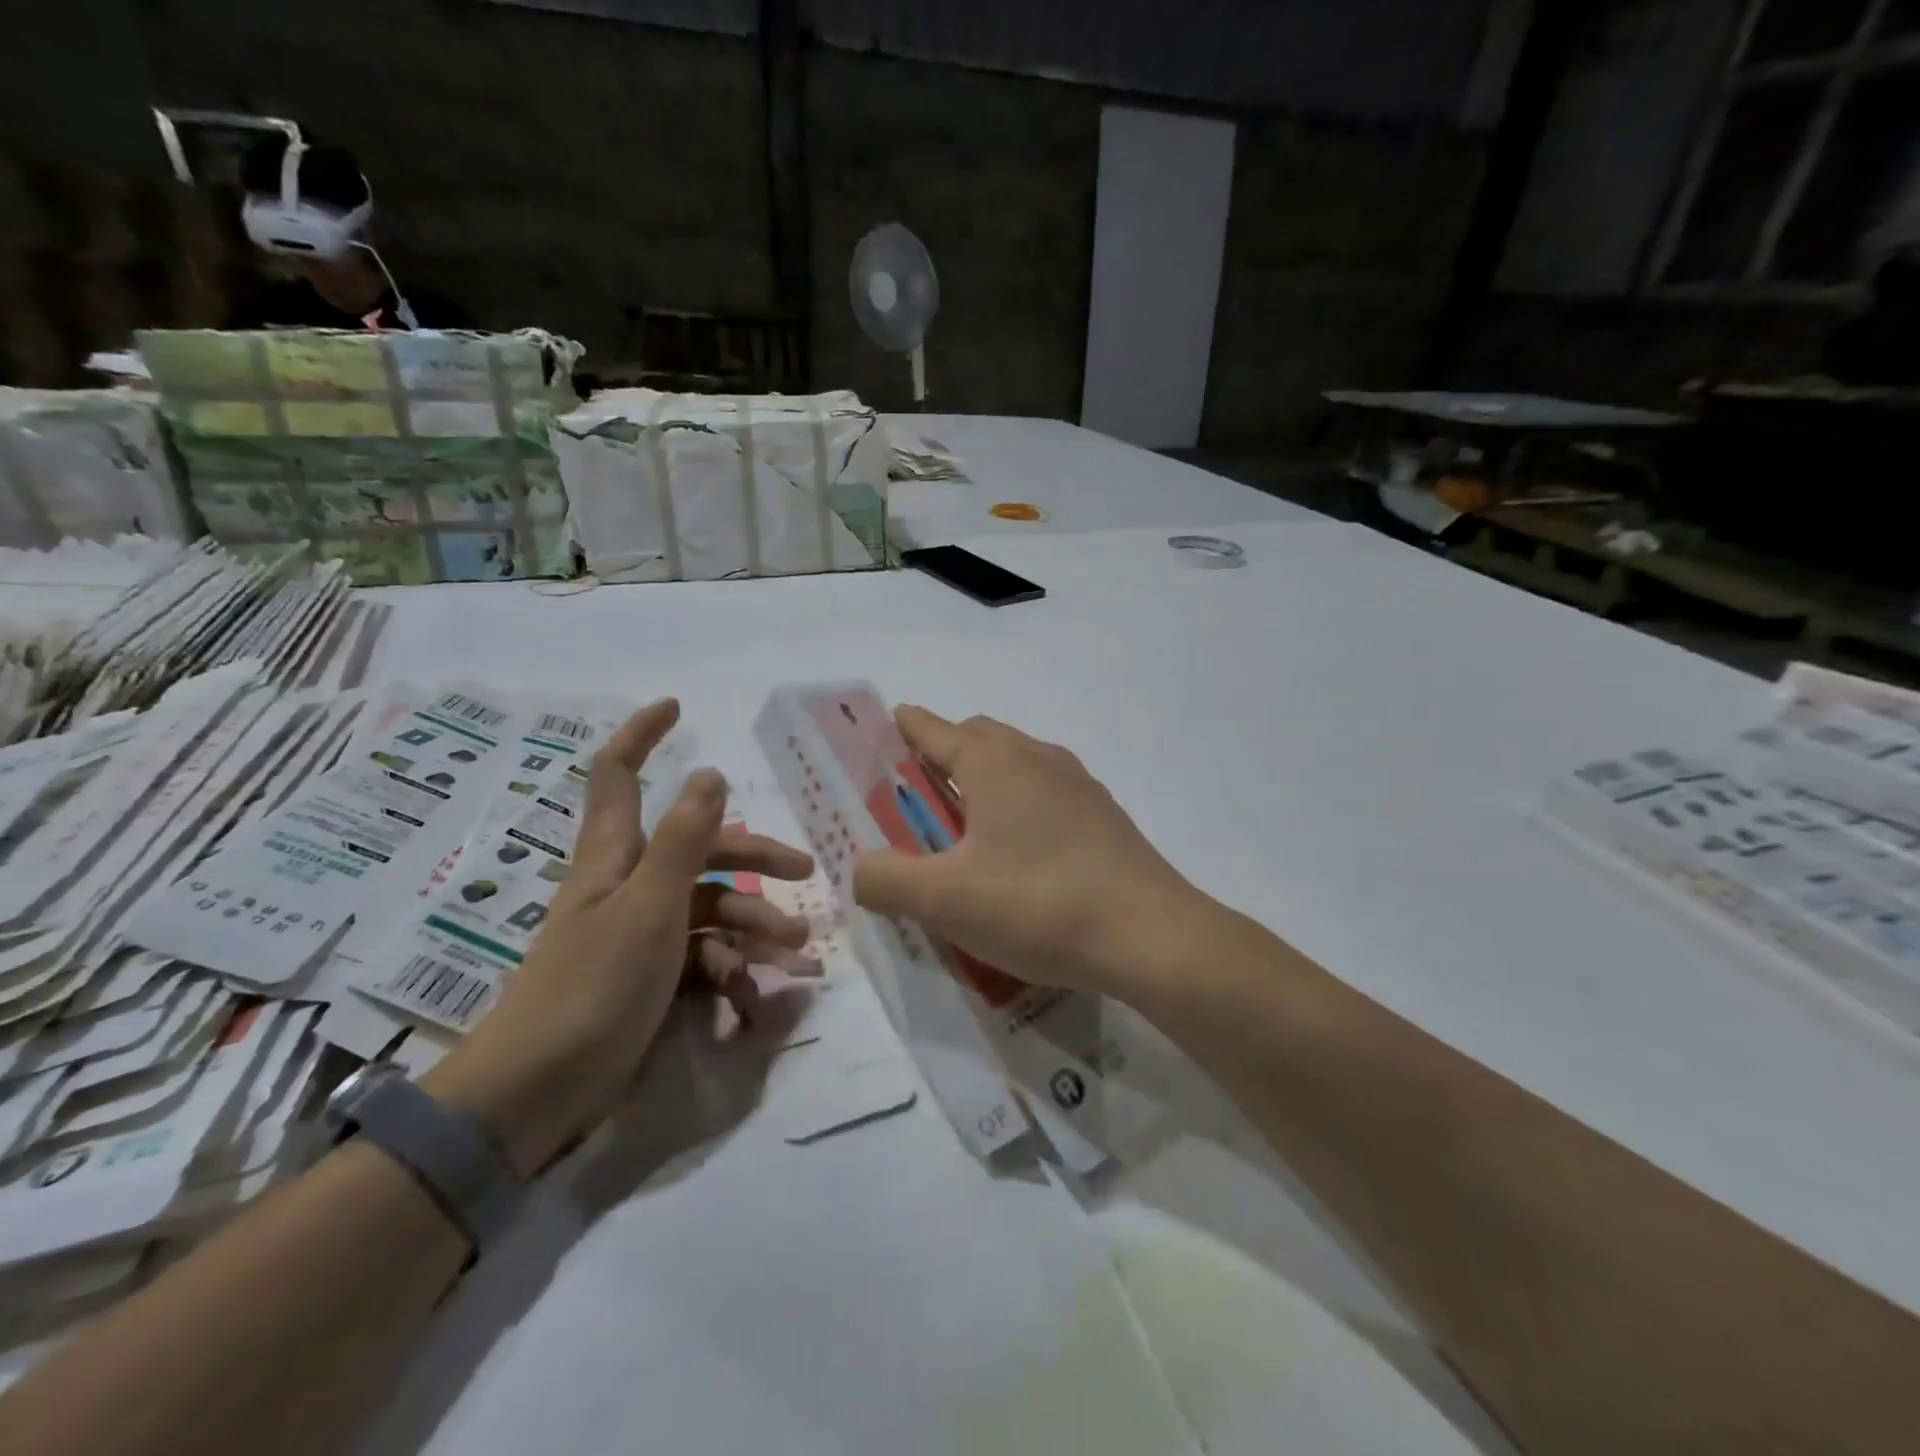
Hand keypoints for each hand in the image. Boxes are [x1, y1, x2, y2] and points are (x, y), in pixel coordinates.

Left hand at [425, 700, 813, 1174]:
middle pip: (697, 849)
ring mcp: (641, 933)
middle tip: (804, 872)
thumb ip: (683, 840)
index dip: (642, 736)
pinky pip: (703, 957)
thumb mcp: (650, 907)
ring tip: (792, 952)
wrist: (539, 1094)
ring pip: (710, 908)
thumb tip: (709, 772)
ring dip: (753, 925)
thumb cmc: (592, 987)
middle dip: (752, 857)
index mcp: (615, 857)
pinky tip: (753, 999)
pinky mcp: (650, 977)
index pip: (618, 775)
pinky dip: (731, 972)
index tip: (677, 709)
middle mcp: (629, 885)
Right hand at [852, 706, 1209, 1003]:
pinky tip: (1020, 851)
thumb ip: (886, 880)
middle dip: (944, 751)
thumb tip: (861, 868)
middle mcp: (1037, 757)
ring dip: (985, 778)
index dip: (907, 727)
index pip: (935, 730)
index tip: (890, 724)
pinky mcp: (1104, 815)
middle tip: (919, 790)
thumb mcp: (944, 901)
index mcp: (994, 763)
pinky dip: (1020, 803)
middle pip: (979, 738)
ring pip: (1018, 763)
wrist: (1150, 936)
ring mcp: (1078, 784)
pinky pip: (1047, 792)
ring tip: (966, 822)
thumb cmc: (1038, 905)